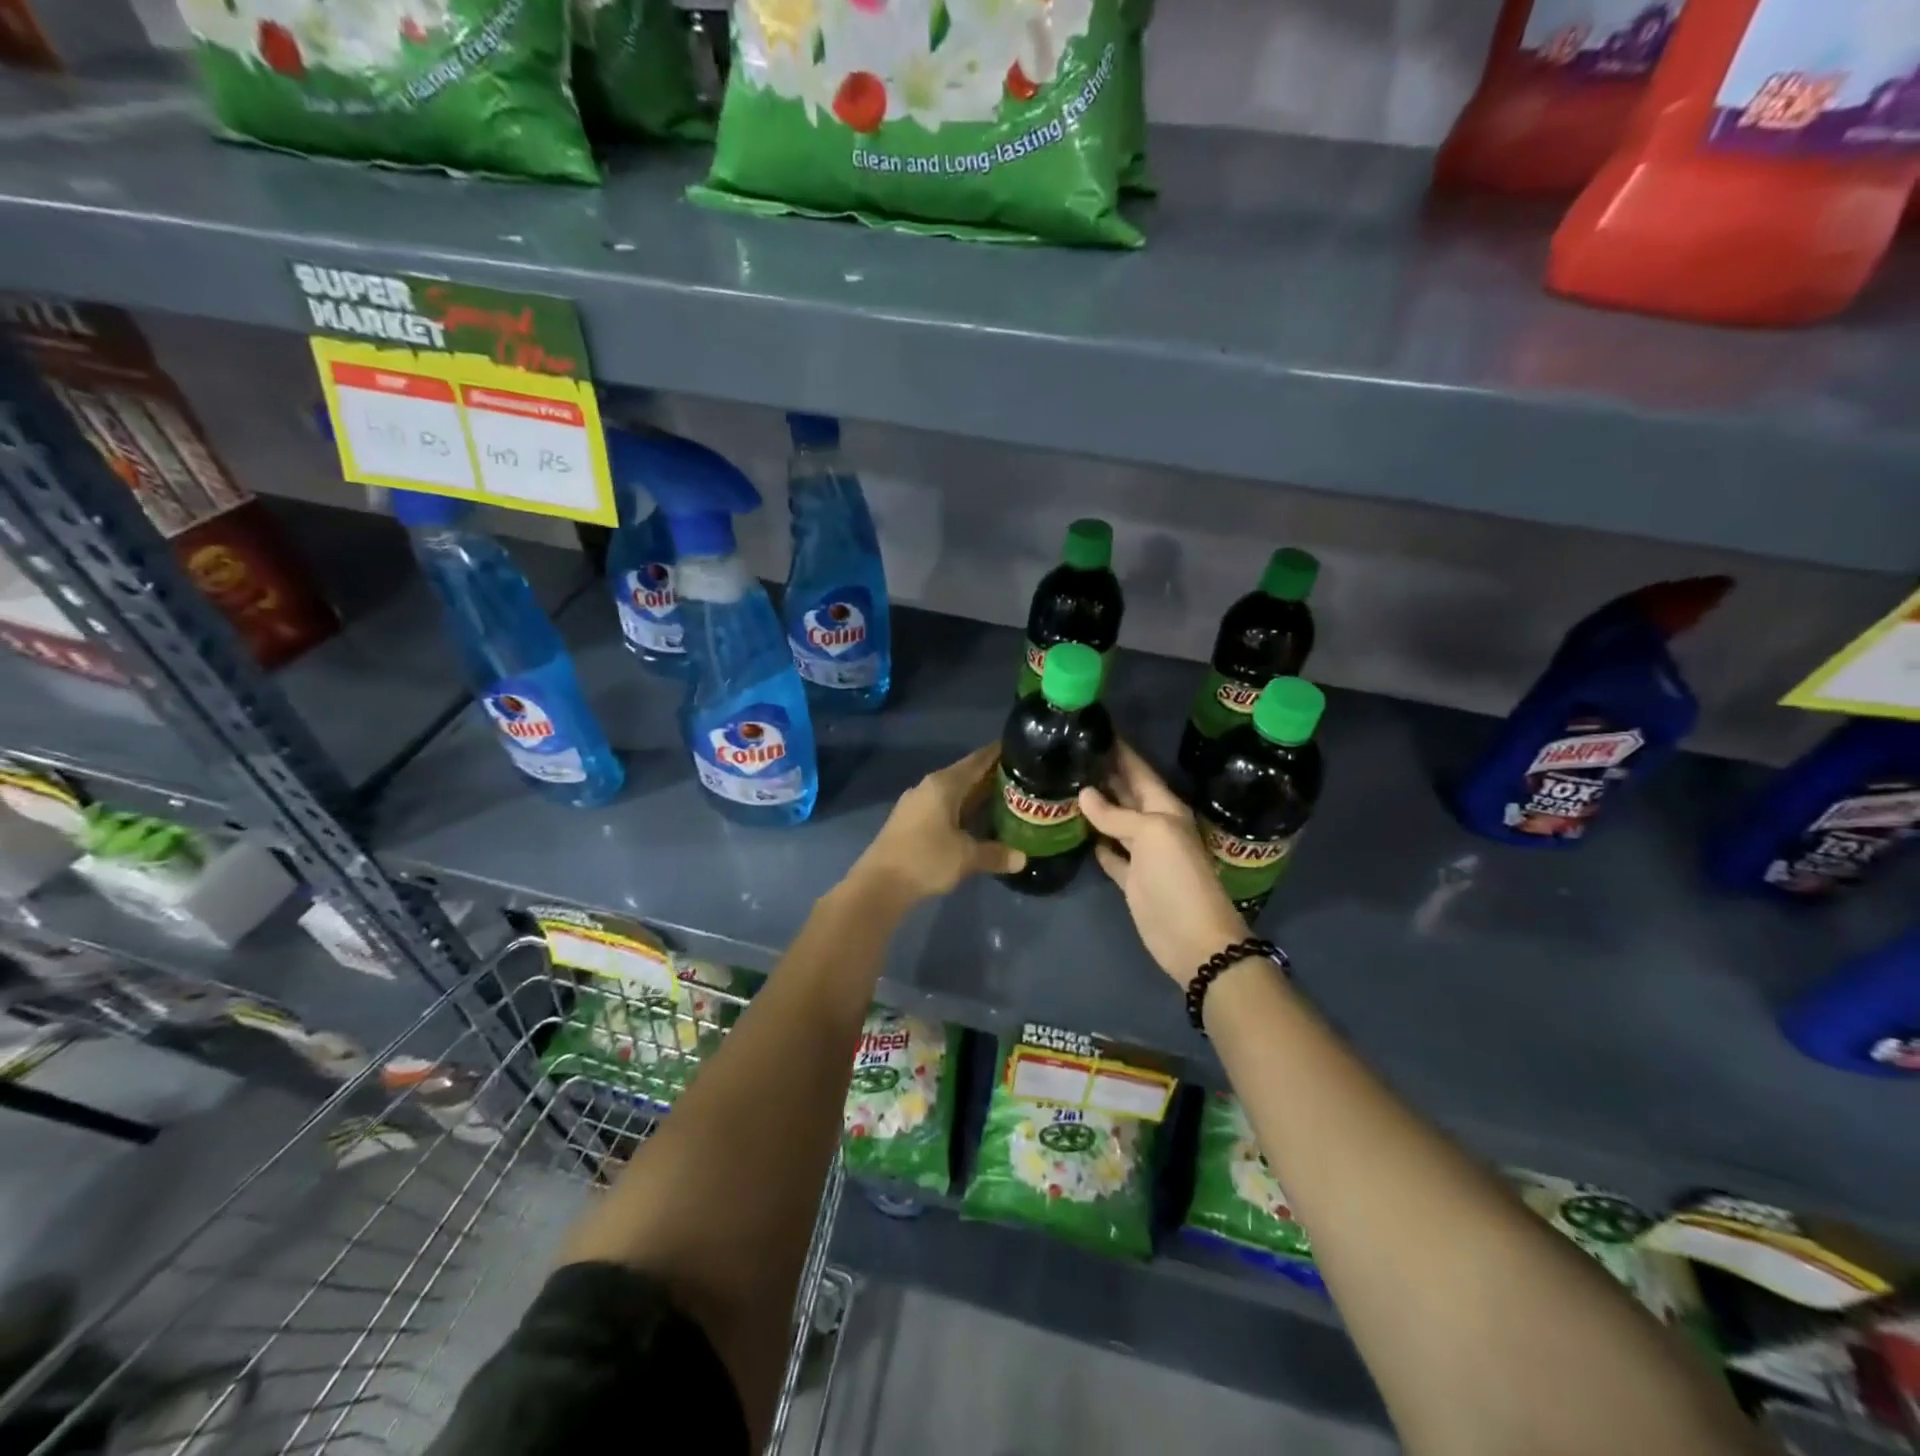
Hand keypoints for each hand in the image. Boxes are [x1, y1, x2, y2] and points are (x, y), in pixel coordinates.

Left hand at [849, 744, 1024, 904]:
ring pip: (952, 793)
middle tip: (1021, 780)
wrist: (879, 884)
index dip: (998, 754)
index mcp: (944, 784)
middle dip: (990, 777)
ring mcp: (915, 803)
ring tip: (1003, 800)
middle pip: (965, 775)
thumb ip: (995, 854)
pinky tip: (974, 822)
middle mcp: (928, 787)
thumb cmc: (926, 860)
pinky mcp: (908, 821)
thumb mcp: (966, 857)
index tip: (1020, 749)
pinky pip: (942, 807)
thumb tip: (1022, 858)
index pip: (977, 760)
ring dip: (975, 796)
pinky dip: (960, 810)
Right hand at [1079, 741, 1249, 986]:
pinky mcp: (1130, 879)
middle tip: (1071, 753)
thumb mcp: (1151, 834)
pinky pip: (1110, 854)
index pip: (1139, 771)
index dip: (1120, 750)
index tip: (1095, 728)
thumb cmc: (1177, 877)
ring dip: (1096, 807)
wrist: (1192, 938)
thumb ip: (1117, 814)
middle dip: (1104, 774)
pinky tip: (1078, 831)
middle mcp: (1154, 825)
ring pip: (1115, 822)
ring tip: (1066, 785)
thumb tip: (1084, 793)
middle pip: (1126, 793)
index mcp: (1165, 808)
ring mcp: (1142, 854)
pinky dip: (1097, 843)